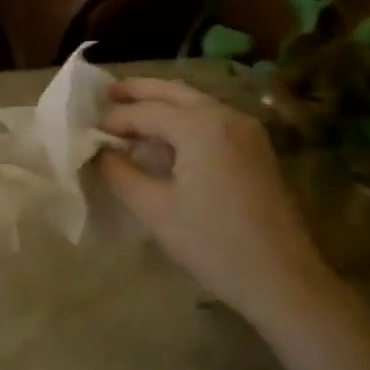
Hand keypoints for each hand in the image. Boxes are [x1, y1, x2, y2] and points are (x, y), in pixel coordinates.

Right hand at [99, 78, 327, 319]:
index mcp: (201, 126)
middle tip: (107, 93)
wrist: (281, 278)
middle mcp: (227, 116)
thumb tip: (99, 151)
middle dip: (139, 91)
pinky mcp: (256, 148)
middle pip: (175, 92)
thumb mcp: (155, 210)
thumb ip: (120, 173)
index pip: (146, 112)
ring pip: (197, 102)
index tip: (88, 129)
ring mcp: (247, 130)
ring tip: (132, 111)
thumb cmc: (213, 243)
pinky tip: (168, 136)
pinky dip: (185, 117)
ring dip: (163, 102)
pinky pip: (213, 118)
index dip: (115, 119)